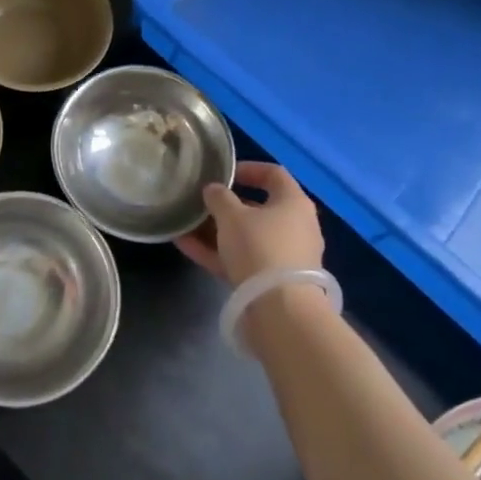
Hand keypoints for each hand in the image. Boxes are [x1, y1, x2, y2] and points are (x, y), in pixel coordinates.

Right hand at [175, 161, 323, 287]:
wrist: (280, 310)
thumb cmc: (260, 248)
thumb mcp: (232, 216)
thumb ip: (219, 198)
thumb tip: (213, 190)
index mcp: (293, 203)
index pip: (274, 174)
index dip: (248, 169)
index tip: (223, 173)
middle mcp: (295, 227)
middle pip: (258, 208)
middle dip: (226, 205)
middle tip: (201, 202)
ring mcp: (284, 256)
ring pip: (247, 237)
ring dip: (217, 230)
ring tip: (185, 224)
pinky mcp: (272, 282)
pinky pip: (241, 260)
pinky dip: (217, 252)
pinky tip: (185, 246)